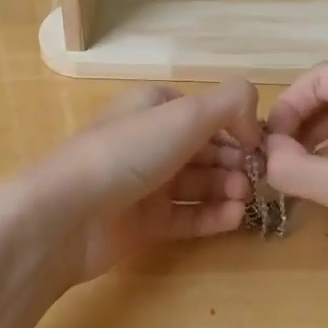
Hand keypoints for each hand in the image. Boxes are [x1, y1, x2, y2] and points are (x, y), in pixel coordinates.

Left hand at [17, 79, 262, 293]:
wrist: (67, 214)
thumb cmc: (127, 152)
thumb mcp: (185, 114)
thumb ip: (231, 104)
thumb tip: (254, 126)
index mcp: (153, 106)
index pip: (206, 112)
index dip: (237, 127)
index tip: (260, 147)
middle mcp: (150, 141)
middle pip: (206, 149)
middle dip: (235, 162)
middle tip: (255, 180)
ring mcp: (145, 183)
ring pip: (199, 184)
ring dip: (227, 189)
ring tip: (244, 201)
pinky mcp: (143, 223)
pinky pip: (187, 217)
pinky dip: (212, 216)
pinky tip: (234, 220)